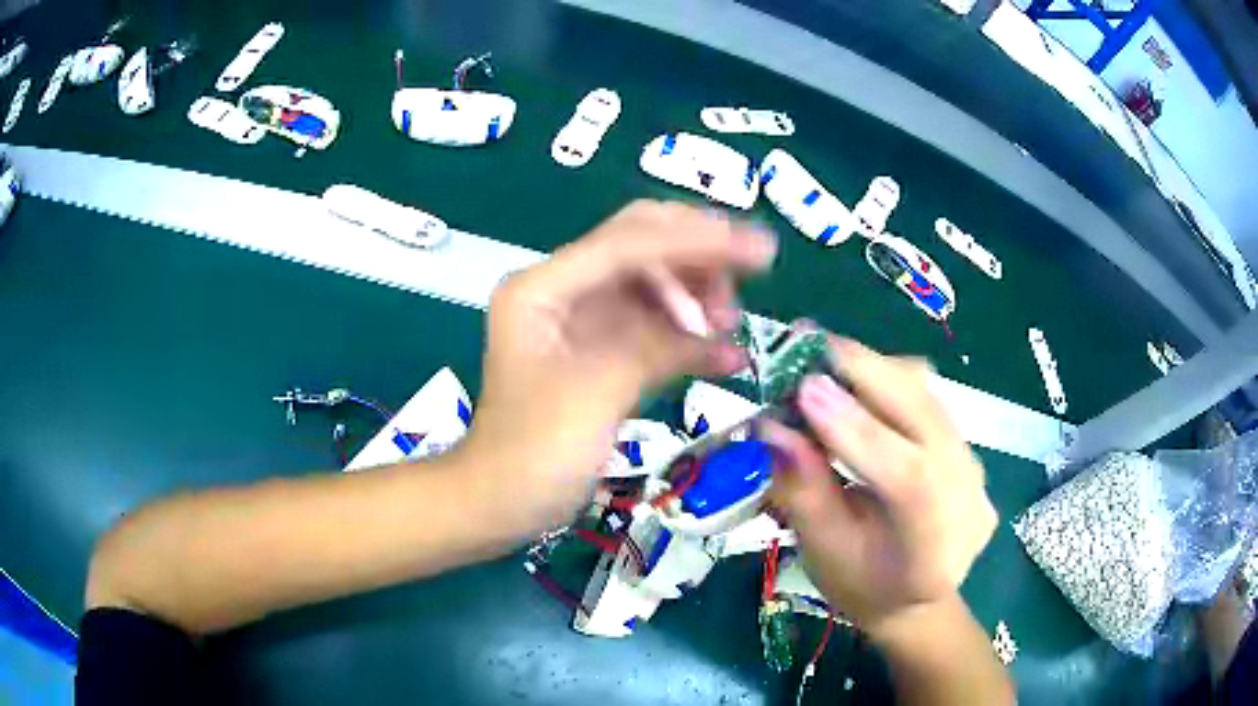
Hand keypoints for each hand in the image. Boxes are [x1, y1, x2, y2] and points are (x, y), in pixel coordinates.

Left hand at [464, 201, 776, 535]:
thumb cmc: (533, 454)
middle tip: (752, 276)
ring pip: (653, 285)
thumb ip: (654, 347)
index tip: (760, 249)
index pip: (628, 242)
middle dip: (698, 256)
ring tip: (731, 327)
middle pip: (641, 247)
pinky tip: (728, 358)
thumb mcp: (595, 394)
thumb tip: (717, 331)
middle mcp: (563, 291)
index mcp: (543, 288)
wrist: (502, 503)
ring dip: (697, 297)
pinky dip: (690, 338)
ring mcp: (583, 321)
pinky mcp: (601, 353)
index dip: (698, 240)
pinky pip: (654, 329)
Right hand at [765, 337, 996, 636]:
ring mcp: (974, 463)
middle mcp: (965, 489)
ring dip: (874, 369)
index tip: (804, 388)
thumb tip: (772, 426)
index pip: (905, 472)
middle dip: (862, 370)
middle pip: (923, 411)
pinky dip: (890, 382)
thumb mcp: (824, 549)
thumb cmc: (864, 587)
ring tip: (825, 363)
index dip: (856, 428)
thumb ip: (802, 488)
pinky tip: (858, 387)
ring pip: (927, 394)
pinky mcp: (969, 446)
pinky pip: (929, 399)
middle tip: (803, 344)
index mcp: (931, 538)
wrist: (919, 600)